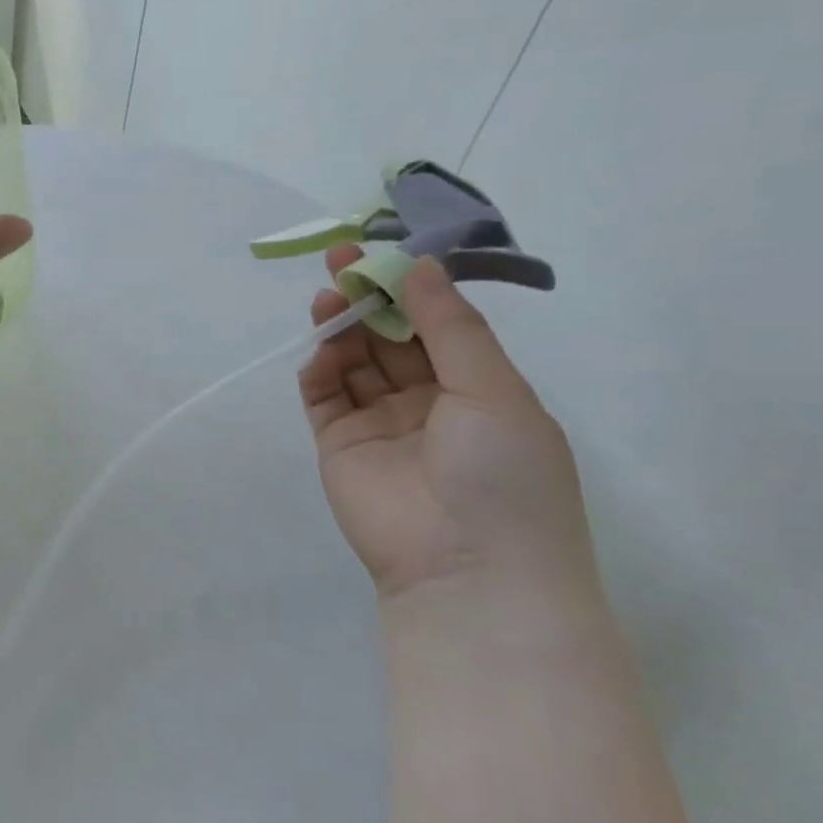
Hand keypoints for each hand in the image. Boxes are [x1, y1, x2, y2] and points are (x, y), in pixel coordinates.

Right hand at [300, 246, 592, 598]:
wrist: (466, 569)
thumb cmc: (503, 474)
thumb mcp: (493, 390)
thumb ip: (450, 327)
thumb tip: (419, 266)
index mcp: (476, 391)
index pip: (436, 327)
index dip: (410, 289)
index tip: (383, 254)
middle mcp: (427, 403)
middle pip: (389, 339)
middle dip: (368, 299)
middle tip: (341, 261)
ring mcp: (379, 424)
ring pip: (354, 362)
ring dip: (341, 328)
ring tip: (328, 300)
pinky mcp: (338, 444)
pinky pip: (324, 396)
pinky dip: (320, 369)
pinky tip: (322, 351)